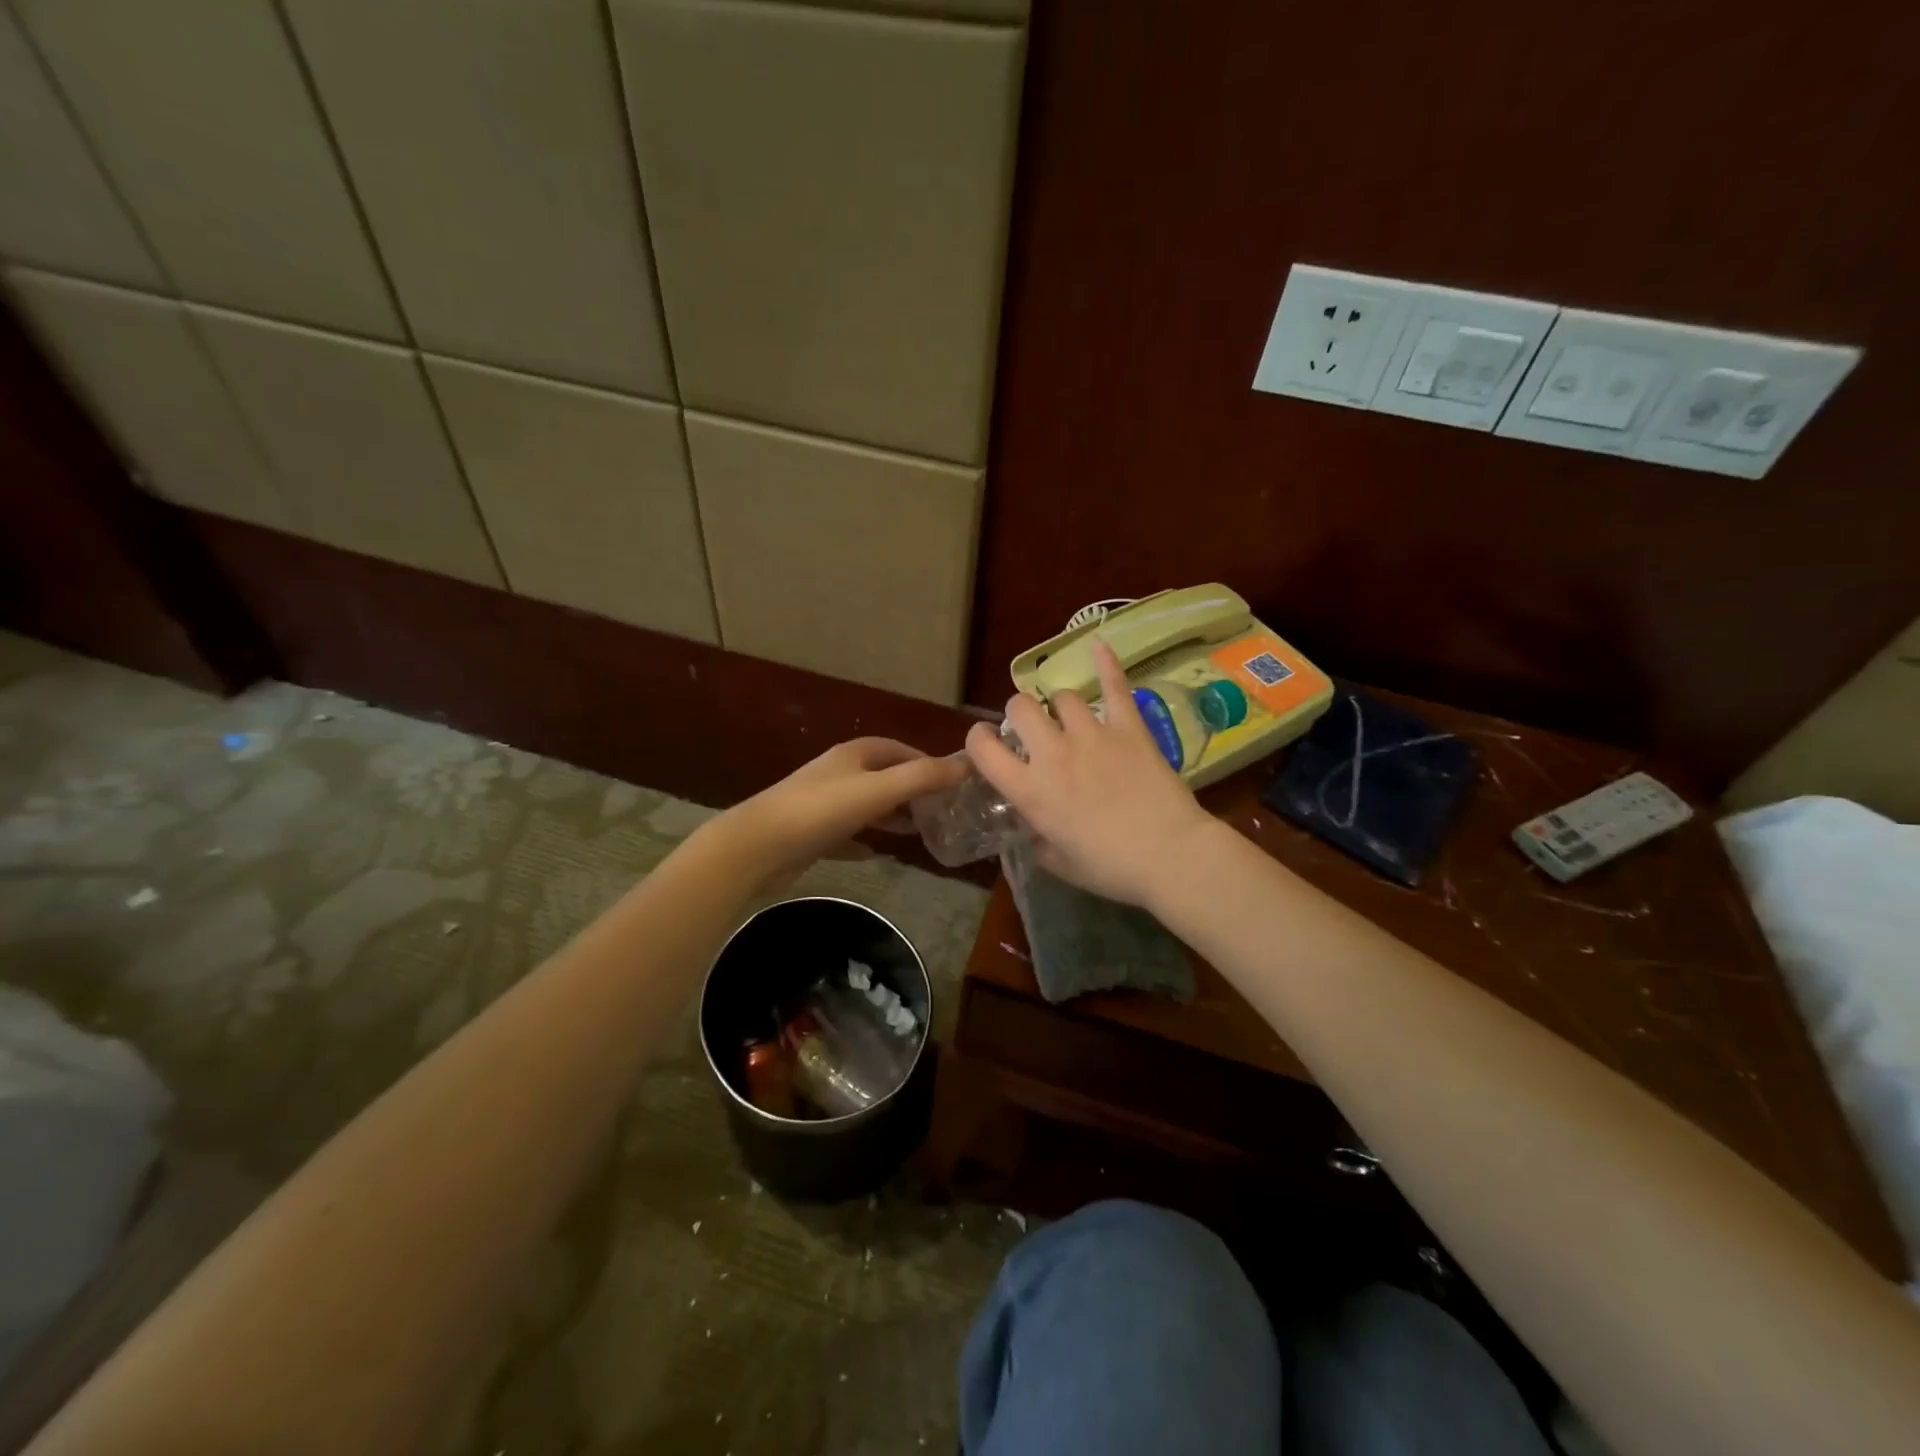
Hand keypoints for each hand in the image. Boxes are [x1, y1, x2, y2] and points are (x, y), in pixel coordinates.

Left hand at [713, 737, 967, 889]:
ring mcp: (820, 803)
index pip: (898, 749)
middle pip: (882, 776)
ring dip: (890, 815)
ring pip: (865, 804)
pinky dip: (862, 840)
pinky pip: (844, 833)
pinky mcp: (809, 833)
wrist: (757, 847)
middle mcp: (837, 773)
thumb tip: (966, 765)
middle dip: (911, 790)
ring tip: (917, 831)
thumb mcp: (879, 790)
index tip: (952, 783)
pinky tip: (874, 854)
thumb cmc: (821, 811)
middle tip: (940, 811)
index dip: (926, 761)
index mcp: (854, 755)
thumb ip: (922, 777)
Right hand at [966, 641, 1217, 905]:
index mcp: (1030, 790)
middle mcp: (1053, 754)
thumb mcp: (1059, 863)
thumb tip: (1035, 828)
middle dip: (1019, 714)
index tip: (986, 742)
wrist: (1170, 855)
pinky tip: (1099, 645)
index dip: (978, 739)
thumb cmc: (1111, 868)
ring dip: (1059, 706)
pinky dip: (1106, 664)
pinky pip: (1114, 687)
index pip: (983, 749)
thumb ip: (1038, 840)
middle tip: (1031, 729)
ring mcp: (1092, 735)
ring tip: (1067, 717)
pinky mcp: (1128, 728)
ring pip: (1061, 697)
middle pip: (1020, 707)